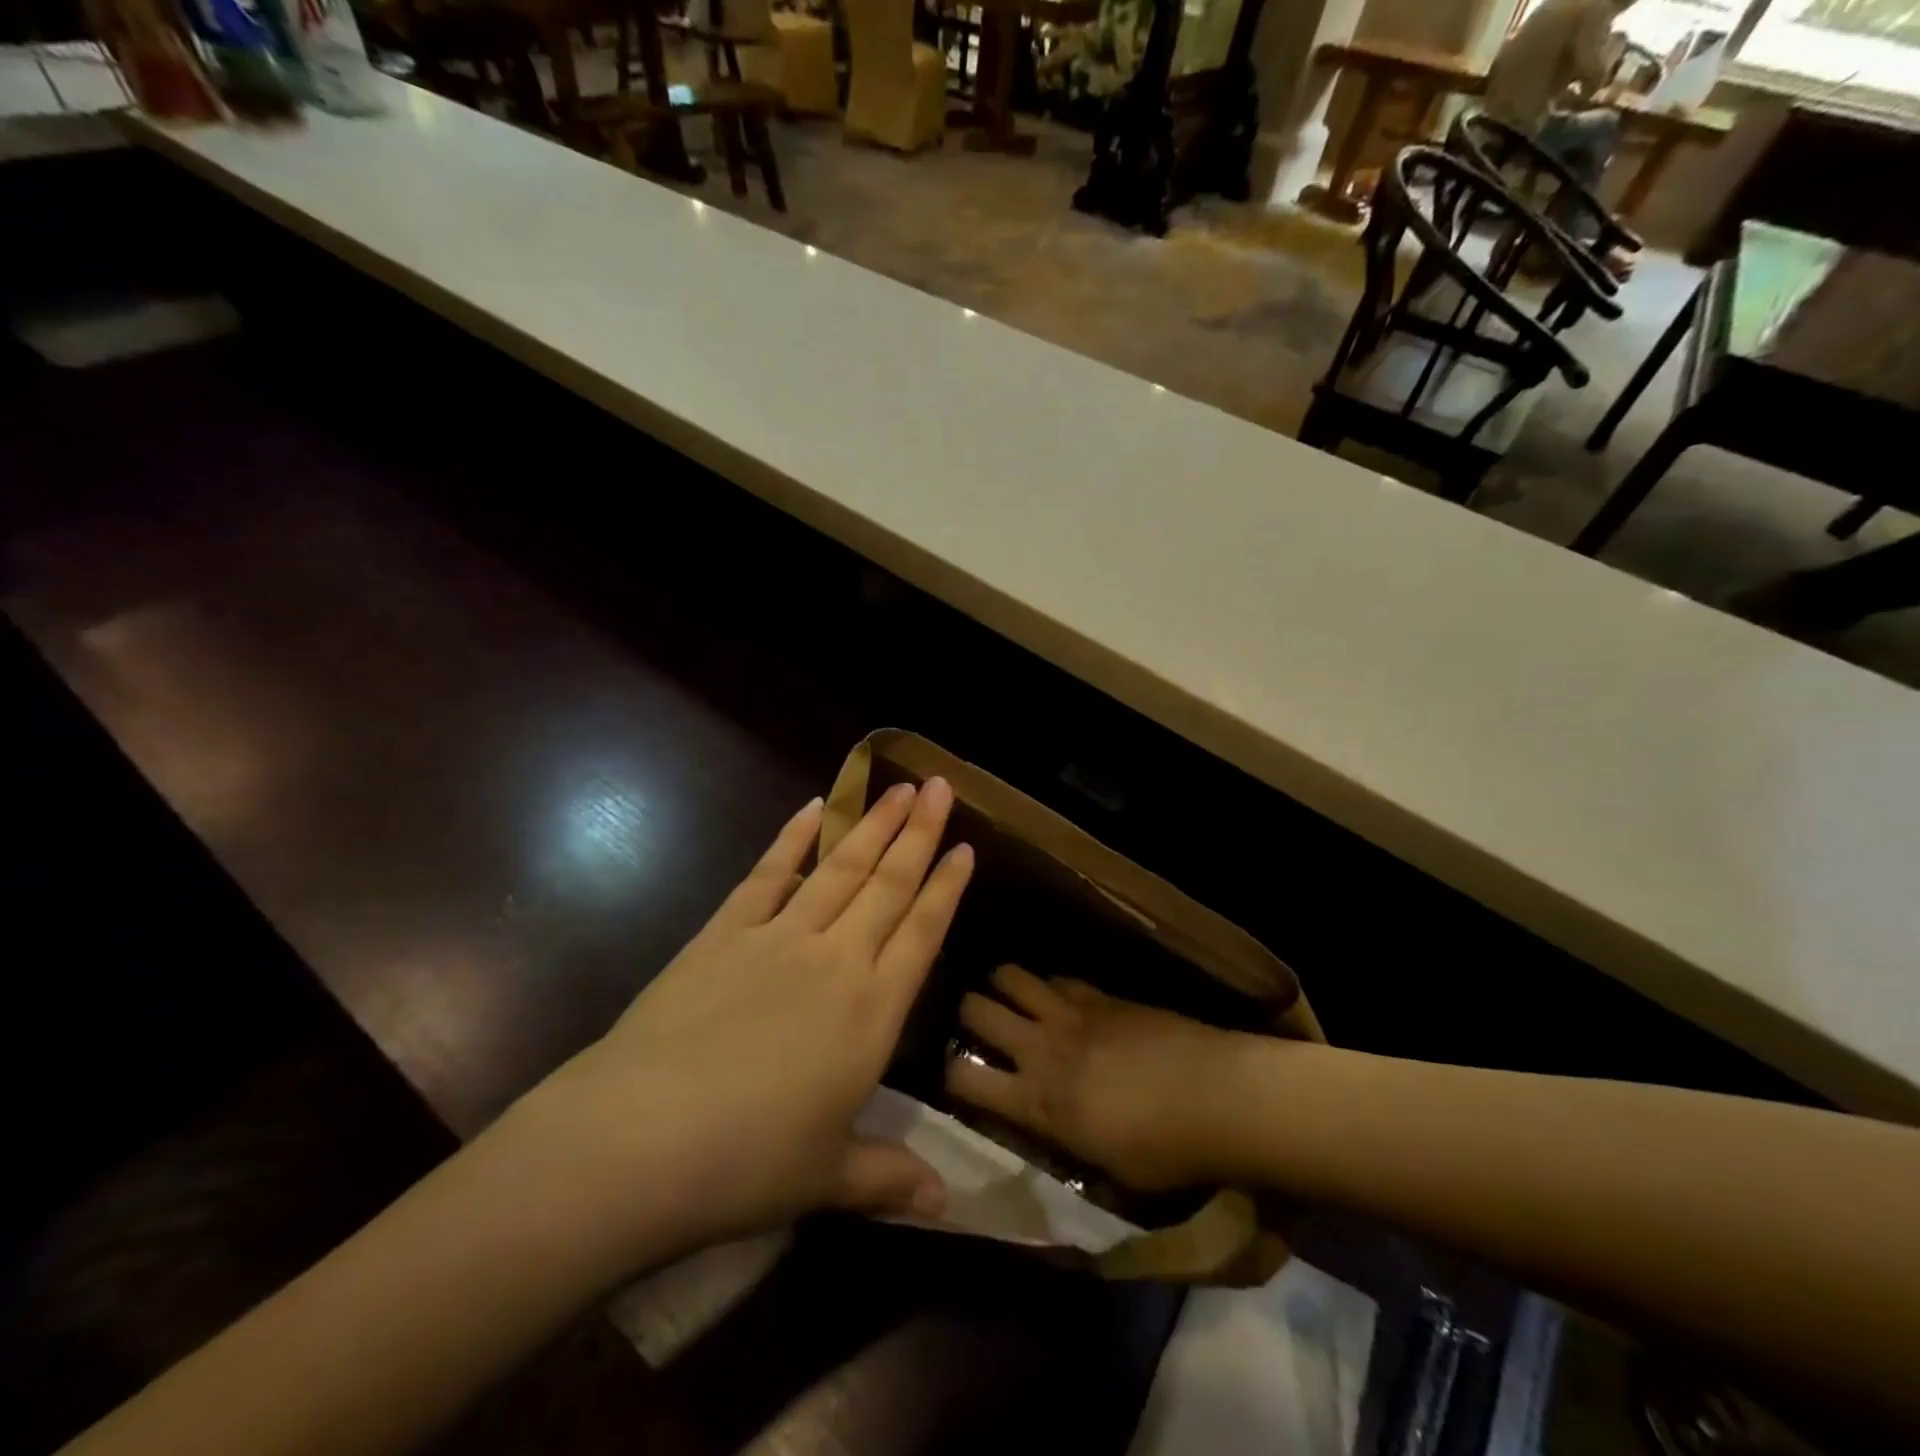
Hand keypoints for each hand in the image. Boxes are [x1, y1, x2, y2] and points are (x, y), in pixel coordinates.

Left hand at [535, 779, 973, 1268]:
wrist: (638, 1140)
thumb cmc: (746, 1166)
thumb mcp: (827, 1178)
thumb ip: (888, 1178)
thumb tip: (946, 1205)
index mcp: (871, 1012)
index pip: (923, 933)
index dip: (947, 887)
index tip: (966, 844)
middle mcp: (835, 960)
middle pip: (888, 883)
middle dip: (918, 831)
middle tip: (938, 783)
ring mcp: (778, 938)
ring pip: (839, 867)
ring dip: (870, 824)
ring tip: (895, 785)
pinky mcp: (724, 932)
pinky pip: (767, 874)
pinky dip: (791, 839)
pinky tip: (811, 807)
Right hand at [944, 967, 1237, 1192]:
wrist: (1214, 1095)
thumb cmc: (1164, 1151)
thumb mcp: (1105, 1172)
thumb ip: (1065, 1145)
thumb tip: (1049, 1133)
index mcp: (1037, 1102)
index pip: (963, 1078)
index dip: (947, 1074)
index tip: (951, 1076)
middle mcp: (1040, 1048)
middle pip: (975, 1010)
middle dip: (965, 1014)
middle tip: (973, 1025)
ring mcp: (1069, 1013)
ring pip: (1009, 976)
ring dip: (1000, 985)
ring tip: (1005, 997)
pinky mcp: (1099, 994)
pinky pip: (1056, 978)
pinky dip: (1047, 985)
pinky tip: (1057, 998)